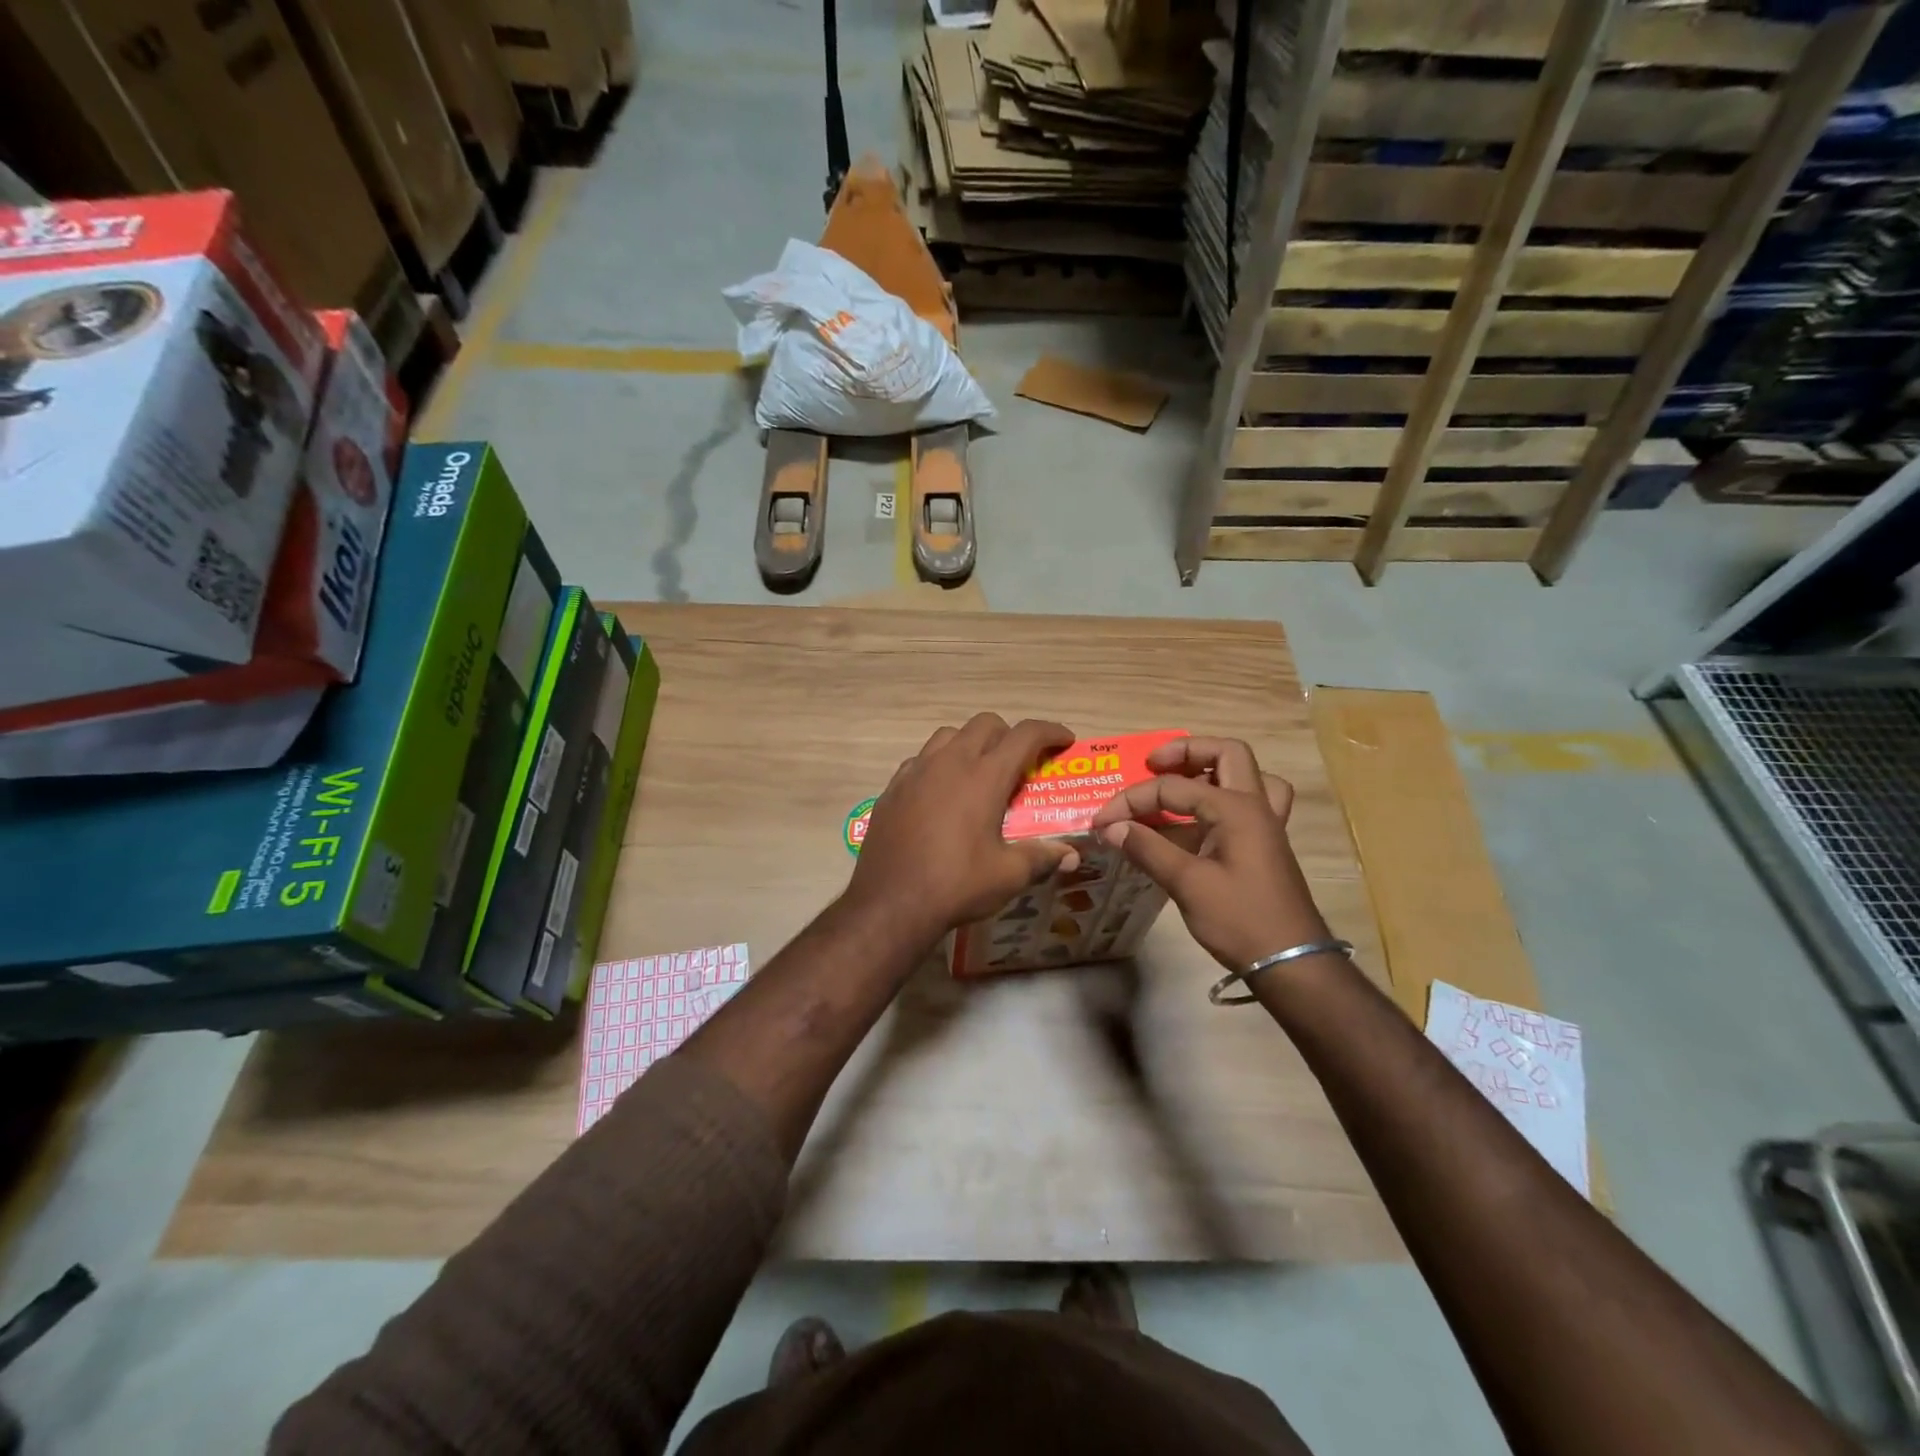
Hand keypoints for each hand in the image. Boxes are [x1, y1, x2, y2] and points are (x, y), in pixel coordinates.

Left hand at [848, 714, 1079, 939]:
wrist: (890, 902)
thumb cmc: (956, 884)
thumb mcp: (1008, 875)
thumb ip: (1041, 857)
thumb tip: (1070, 855)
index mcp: (984, 776)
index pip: (1025, 735)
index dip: (1051, 732)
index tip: (1064, 741)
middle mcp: (950, 762)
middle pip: (986, 724)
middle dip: (1010, 734)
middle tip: (1021, 762)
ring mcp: (917, 771)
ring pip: (950, 735)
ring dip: (972, 743)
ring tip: (981, 773)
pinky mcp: (894, 787)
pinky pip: (922, 759)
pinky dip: (940, 764)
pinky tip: (943, 793)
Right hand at [1090, 736, 1330, 972]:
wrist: (1292, 962)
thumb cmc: (1240, 919)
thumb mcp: (1187, 884)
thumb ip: (1147, 849)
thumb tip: (1111, 828)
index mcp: (1235, 808)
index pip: (1173, 787)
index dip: (1132, 800)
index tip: (1102, 821)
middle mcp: (1255, 805)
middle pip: (1226, 754)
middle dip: (1186, 752)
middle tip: (1153, 765)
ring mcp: (1265, 825)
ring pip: (1245, 775)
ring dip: (1212, 770)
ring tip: (1180, 782)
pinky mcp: (1265, 845)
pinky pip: (1248, 803)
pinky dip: (1223, 798)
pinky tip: (1200, 820)